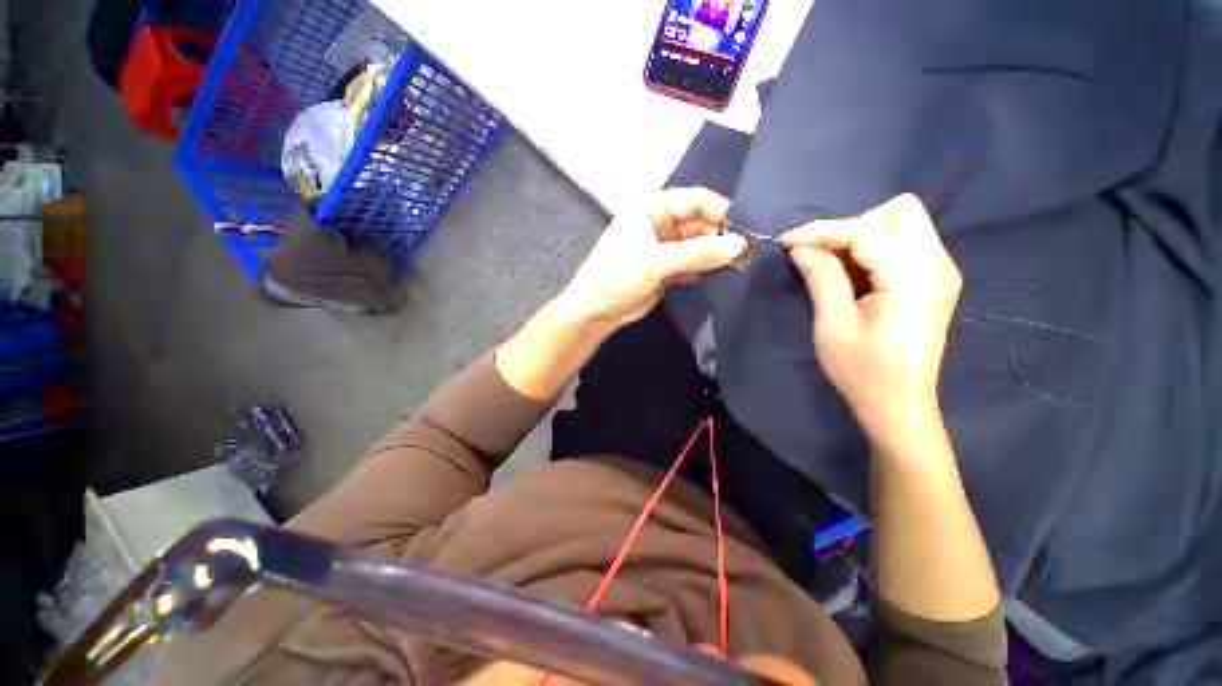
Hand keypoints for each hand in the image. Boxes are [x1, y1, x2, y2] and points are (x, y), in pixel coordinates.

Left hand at [557, 187, 747, 328]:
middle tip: (748, 253)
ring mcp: (664, 247)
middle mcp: (659, 223)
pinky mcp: (666, 269)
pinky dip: (705, 269)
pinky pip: (692, 263)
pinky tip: (721, 276)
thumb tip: (740, 246)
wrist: (595, 312)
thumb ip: (697, 254)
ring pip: (698, 245)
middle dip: (720, 236)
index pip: (694, 200)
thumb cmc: (617, 277)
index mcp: (651, 207)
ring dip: (715, 254)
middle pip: (699, 222)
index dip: (720, 211)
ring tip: (740, 265)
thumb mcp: (655, 262)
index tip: (746, 229)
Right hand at [781, 194, 961, 442]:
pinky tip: (850, 271)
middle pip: (899, 212)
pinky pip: (903, 244)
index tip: (788, 242)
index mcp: (912, 279)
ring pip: (902, 223)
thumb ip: (822, 279)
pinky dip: (872, 248)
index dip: (824, 231)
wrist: (898, 405)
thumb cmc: (863, 372)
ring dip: (860, 235)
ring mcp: (940, 272)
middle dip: (851, 225)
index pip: (868, 230)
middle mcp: (937, 266)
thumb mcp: (833, 327)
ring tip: (828, 263)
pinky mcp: (933, 281)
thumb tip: (802, 248)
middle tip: (818, 254)